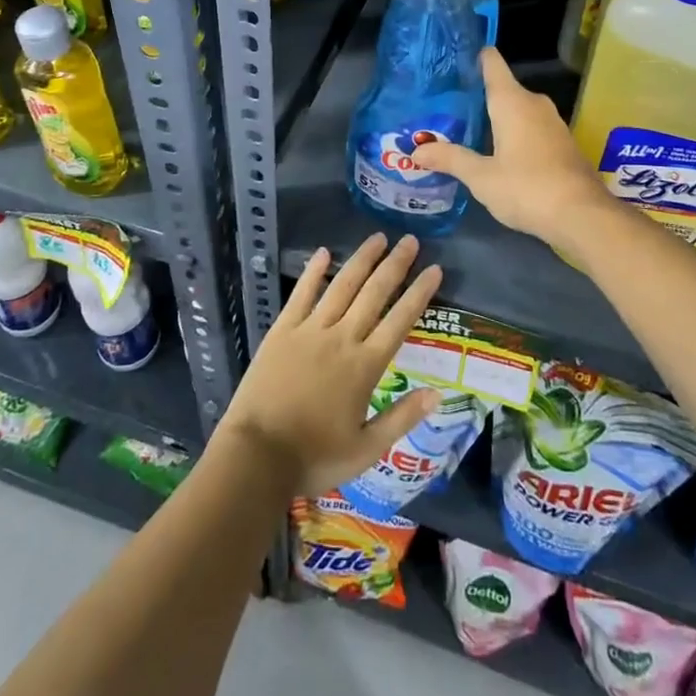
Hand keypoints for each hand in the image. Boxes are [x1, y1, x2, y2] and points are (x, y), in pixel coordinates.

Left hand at [215, 233, 442, 497]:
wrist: (257, 456)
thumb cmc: (315, 457)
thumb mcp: (366, 450)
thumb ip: (402, 418)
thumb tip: (438, 393)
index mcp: (365, 366)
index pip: (399, 320)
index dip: (419, 293)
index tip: (434, 269)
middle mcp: (342, 338)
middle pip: (374, 293)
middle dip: (395, 265)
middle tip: (410, 240)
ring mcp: (310, 331)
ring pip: (342, 286)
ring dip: (361, 260)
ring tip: (377, 237)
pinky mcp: (282, 331)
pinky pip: (301, 294)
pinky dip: (313, 272)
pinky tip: (323, 253)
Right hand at [410, 47, 608, 248]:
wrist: (583, 216)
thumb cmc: (527, 188)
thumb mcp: (481, 177)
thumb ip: (450, 158)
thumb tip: (416, 150)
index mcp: (512, 101)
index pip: (492, 63)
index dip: (474, 57)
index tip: (452, 60)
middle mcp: (534, 103)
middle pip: (502, 88)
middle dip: (477, 96)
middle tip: (446, 107)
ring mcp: (553, 122)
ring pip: (518, 110)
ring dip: (496, 118)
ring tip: (466, 129)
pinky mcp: (562, 143)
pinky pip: (531, 127)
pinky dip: (513, 133)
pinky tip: (497, 152)